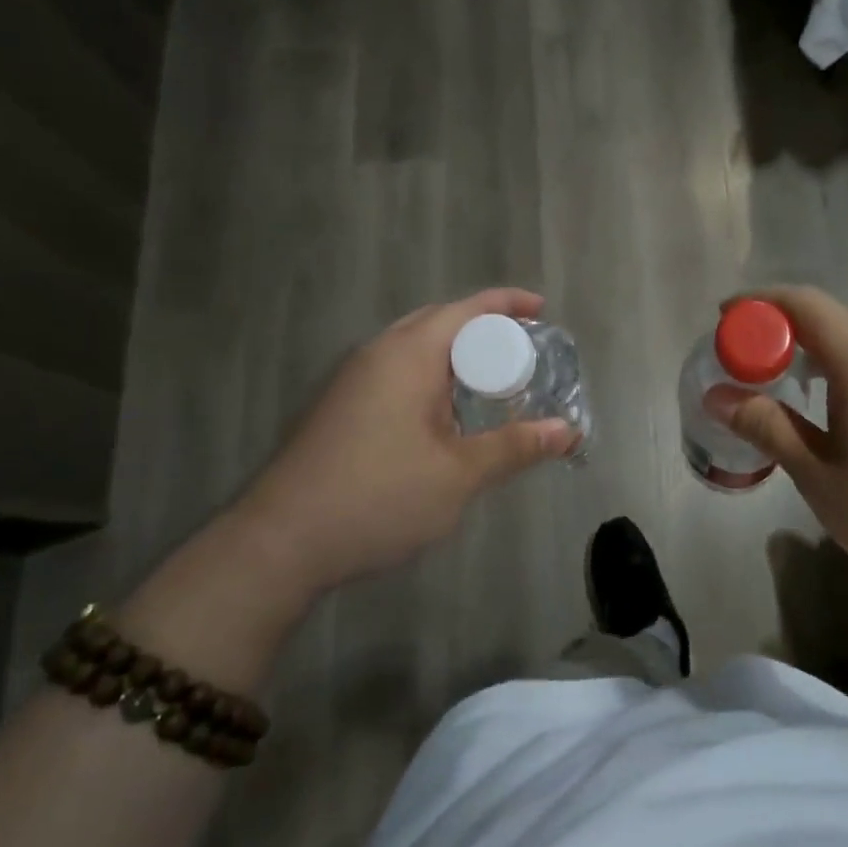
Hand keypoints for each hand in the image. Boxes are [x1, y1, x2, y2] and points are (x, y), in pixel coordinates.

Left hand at [233, 288, 578, 597]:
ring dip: (455, 355)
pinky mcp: (340, 409)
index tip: (542, 308)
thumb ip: (514, 447)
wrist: (280, 543)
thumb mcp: (458, 475)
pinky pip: (396, 373)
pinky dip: (431, 377)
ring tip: (493, 380)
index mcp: (407, 355)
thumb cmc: (378, 497)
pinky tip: (446, 416)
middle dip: (483, 327)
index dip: (507, 303)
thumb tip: (567, 431)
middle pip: (438, 322)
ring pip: (414, 349)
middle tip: (524, 349)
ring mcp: (352, 382)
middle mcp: (377, 355)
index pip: (465, 309)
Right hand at [713, 287, 847, 618]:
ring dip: (823, 357)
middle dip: (785, 335)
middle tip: (752, 370)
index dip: (758, 304)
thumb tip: (719, 396)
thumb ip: (769, 428)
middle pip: (834, 320)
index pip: (803, 303)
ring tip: (797, 397)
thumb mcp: (823, 479)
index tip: (724, 322)